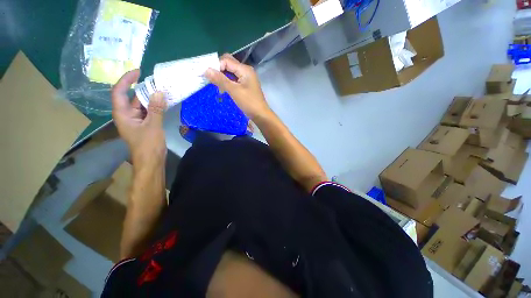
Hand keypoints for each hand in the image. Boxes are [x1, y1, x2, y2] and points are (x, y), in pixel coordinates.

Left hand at [112, 70, 167, 166]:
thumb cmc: (148, 145)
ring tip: (163, 90)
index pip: (119, 92)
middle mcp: (127, 115)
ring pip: (142, 105)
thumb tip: (159, 92)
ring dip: (152, 98)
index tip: (138, 72)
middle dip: (143, 89)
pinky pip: (149, 111)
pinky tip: (165, 102)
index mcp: (122, 114)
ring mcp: (137, 120)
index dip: (126, 80)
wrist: (151, 160)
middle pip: (132, 97)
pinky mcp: (145, 124)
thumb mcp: (153, 126)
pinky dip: (156, 106)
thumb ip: (156, 109)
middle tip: (158, 82)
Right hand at [205, 54, 270, 120]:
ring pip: (230, 72)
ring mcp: (246, 78)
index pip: (226, 60)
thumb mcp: (234, 91)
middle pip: (229, 64)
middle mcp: (245, 71)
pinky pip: (234, 79)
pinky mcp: (245, 85)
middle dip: (218, 70)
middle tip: (210, 79)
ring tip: (216, 85)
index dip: (216, 65)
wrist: (260, 114)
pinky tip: (223, 88)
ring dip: (222, 77)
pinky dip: (227, 82)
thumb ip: (220, 80)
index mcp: (244, 69)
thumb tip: (206, 70)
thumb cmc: (249, 103)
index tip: (207, 75)